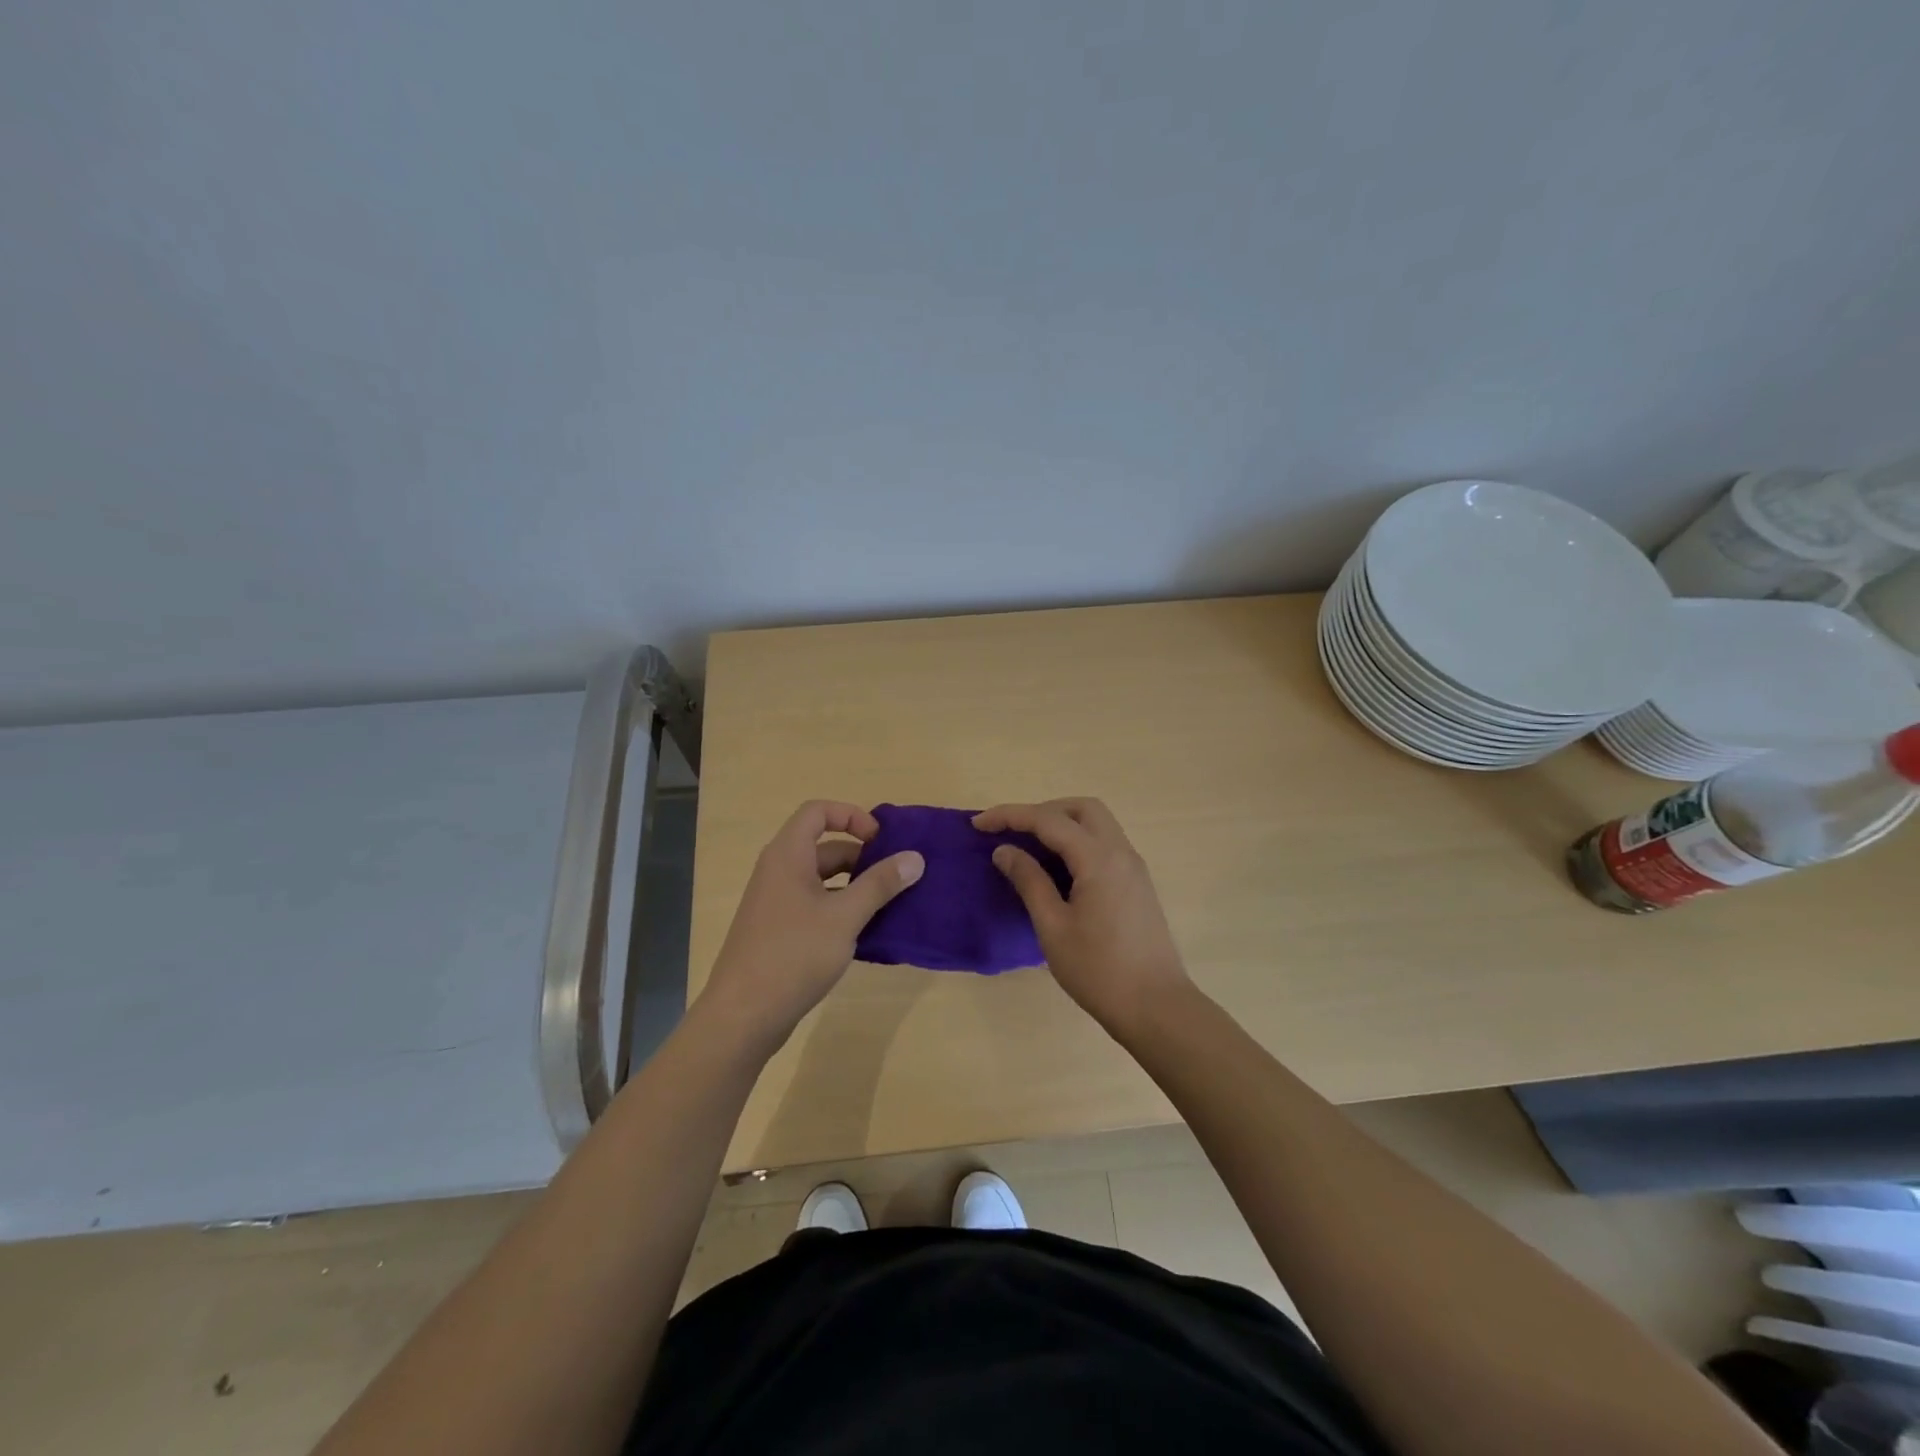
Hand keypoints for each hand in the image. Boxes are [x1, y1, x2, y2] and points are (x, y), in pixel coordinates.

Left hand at [696, 801, 923, 1054]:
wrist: (743, 1016)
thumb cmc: (793, 955)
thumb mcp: (845, 917)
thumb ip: (880, 884)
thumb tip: (915, 857)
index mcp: (788, 855)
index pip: (818, 811)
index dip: (851, 816)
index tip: (881, 840)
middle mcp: (778, 871)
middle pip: (824, 847)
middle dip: (862, 857)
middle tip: (896, 877)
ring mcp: (776, 903)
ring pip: (822, 880)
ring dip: (855, 886)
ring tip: (889, 905)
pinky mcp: (779, 931)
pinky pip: (815, 906)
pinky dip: (841, 910)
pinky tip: (866, 934)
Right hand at [972, 798, 1192, 1034]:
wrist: (1156, 1007)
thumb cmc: (1099, 971)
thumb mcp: (1053, 927)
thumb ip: (1029, 882)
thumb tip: (1005, 851)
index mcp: (1098, 859)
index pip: (1048, 820)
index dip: (1010, 816)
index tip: (978, 825)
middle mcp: (1120, 852)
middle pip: (1081, 808)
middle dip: (1042, 810)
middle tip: (1012, 831)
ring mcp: (1134, 867)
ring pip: (1097, 822)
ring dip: (1062, 823)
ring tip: (1030, 846)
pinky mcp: (1137, 883)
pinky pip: (1105, 843)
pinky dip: (1078, 841)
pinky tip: (1058, 868)